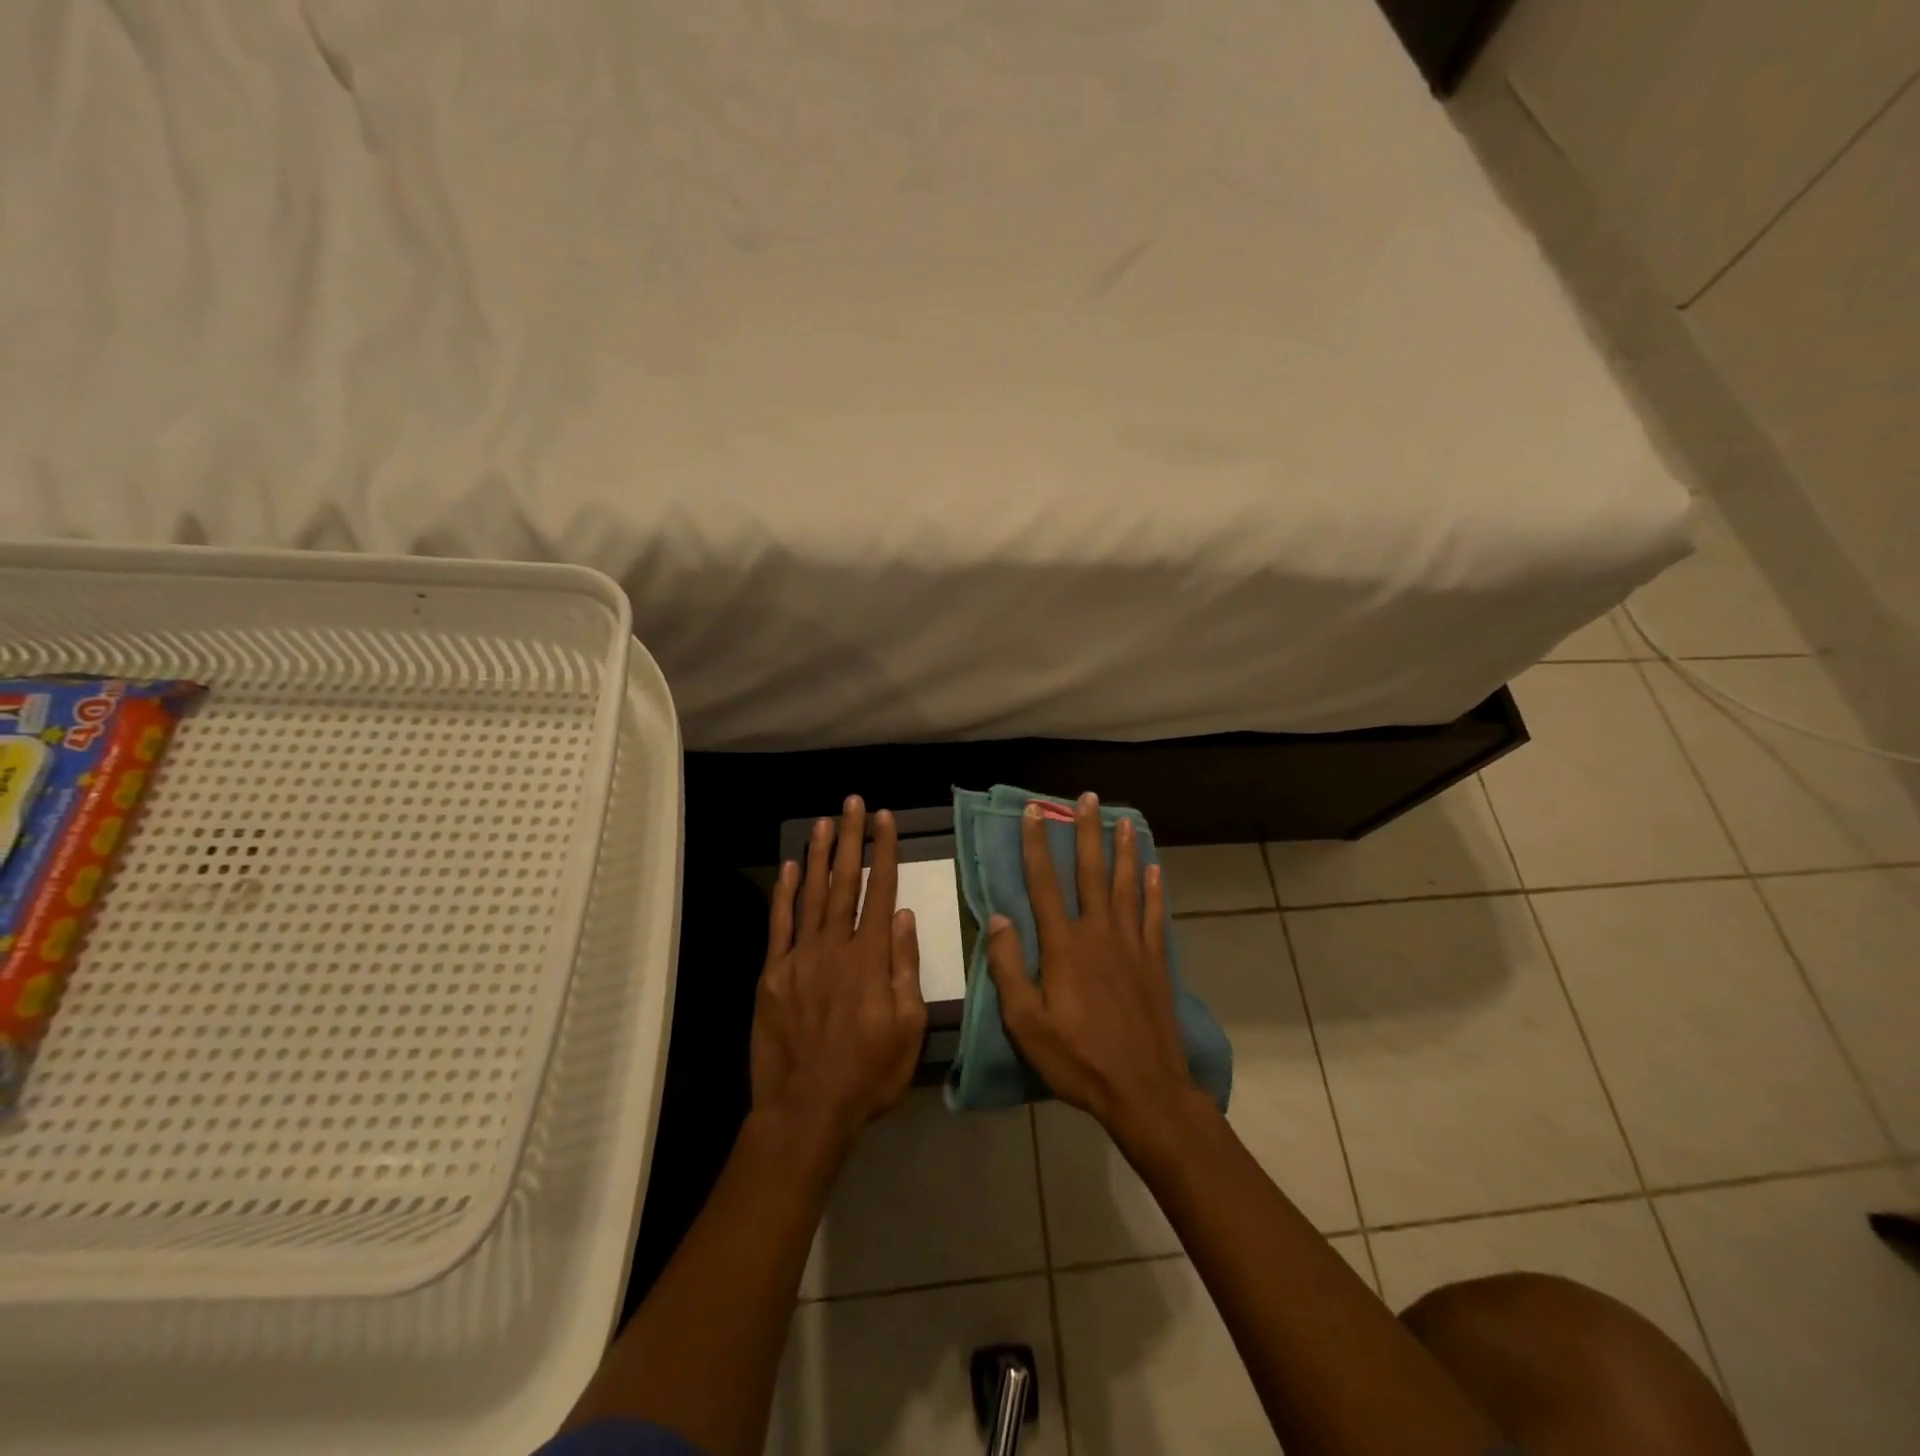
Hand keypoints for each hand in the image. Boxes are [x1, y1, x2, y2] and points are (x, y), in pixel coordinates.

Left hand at [752, 798, 926, 1145]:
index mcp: (870, 959)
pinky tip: (790, 868)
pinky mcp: (773, 975)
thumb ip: (905, 968)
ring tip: (824, 821)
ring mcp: (799, 959)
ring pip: (811, 895)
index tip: (884, 819)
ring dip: (819, 855)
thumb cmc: (868, 1074)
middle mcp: (834, 947)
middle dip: (850, 839)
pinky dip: (785, 894)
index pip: (880, 892)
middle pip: (844, 883)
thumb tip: (906, 917)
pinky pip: (779, 925)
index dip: (883, 852)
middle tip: (851, 803)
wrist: (806, 1110)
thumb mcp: (908, 1028)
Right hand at [986, 793, 1205, 1149]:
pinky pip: (1153, 915)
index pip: (1044, 884)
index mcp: (1064, 946)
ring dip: (1123, 850)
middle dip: (1086, 833)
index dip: (1037, 845)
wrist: (1144, 1089)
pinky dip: (1154, 889)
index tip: (1034, 812)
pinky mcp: (1155, 961)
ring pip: (1126, 885)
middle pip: (1090, 873)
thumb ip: (1009, 967)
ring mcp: (1131, 945)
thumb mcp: (1026, 1022)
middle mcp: (1099, 934)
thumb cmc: (1077, 1059)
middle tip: (1086, 798)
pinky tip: (1154, 869)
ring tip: (1123, 820)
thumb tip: (999, 917)